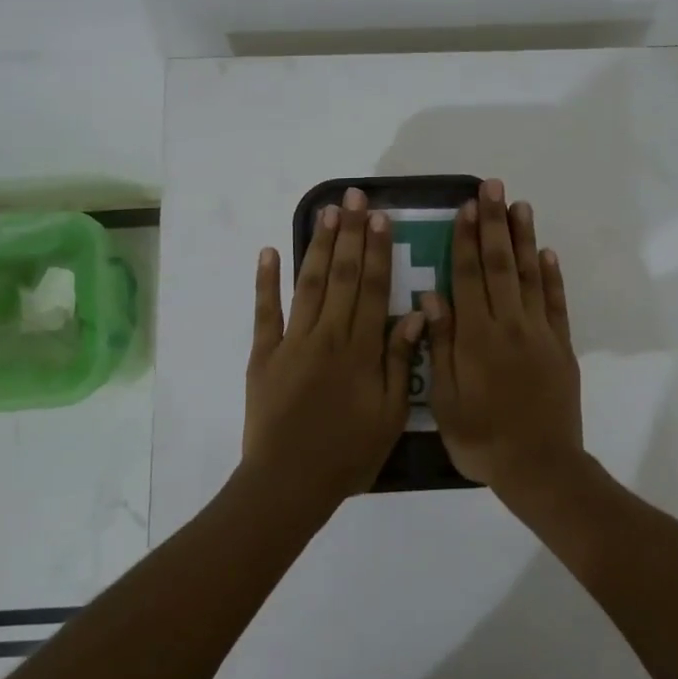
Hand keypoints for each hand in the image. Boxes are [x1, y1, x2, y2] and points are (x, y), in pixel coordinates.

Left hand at [243, 187, 426, 508]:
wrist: (289, 482)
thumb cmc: (348, 453)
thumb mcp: (390, 414)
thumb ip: (401, 360)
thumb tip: (414, 311)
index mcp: (361, 349)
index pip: (374, 288)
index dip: (378, 250)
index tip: (381, 217)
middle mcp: (328, 334)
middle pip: (343, 275)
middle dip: (350, 233)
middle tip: (355, 196)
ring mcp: (291, 341)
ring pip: (309, 284)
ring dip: (319, 245)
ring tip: (327, 211)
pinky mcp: (263, 354)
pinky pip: (265, 311)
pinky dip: (266, 281)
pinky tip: (270, 251)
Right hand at [421, 179, 584, 499]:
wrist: (540, 467)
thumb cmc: (482, 438)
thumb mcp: (446, 400)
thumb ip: (440, 345)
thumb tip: (430, 297)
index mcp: (476, 337)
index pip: (468, 276)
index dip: (465, 240)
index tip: (465, 207)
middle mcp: (509, 325)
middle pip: (500, 265)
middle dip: (494, 223)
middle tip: (493, 187)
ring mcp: (539, 333)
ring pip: (530, 276)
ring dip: (524, 238)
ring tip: (519, 205)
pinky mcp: (561, 346)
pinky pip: (556, 303)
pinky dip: (552, 276)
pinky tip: (547, 252)